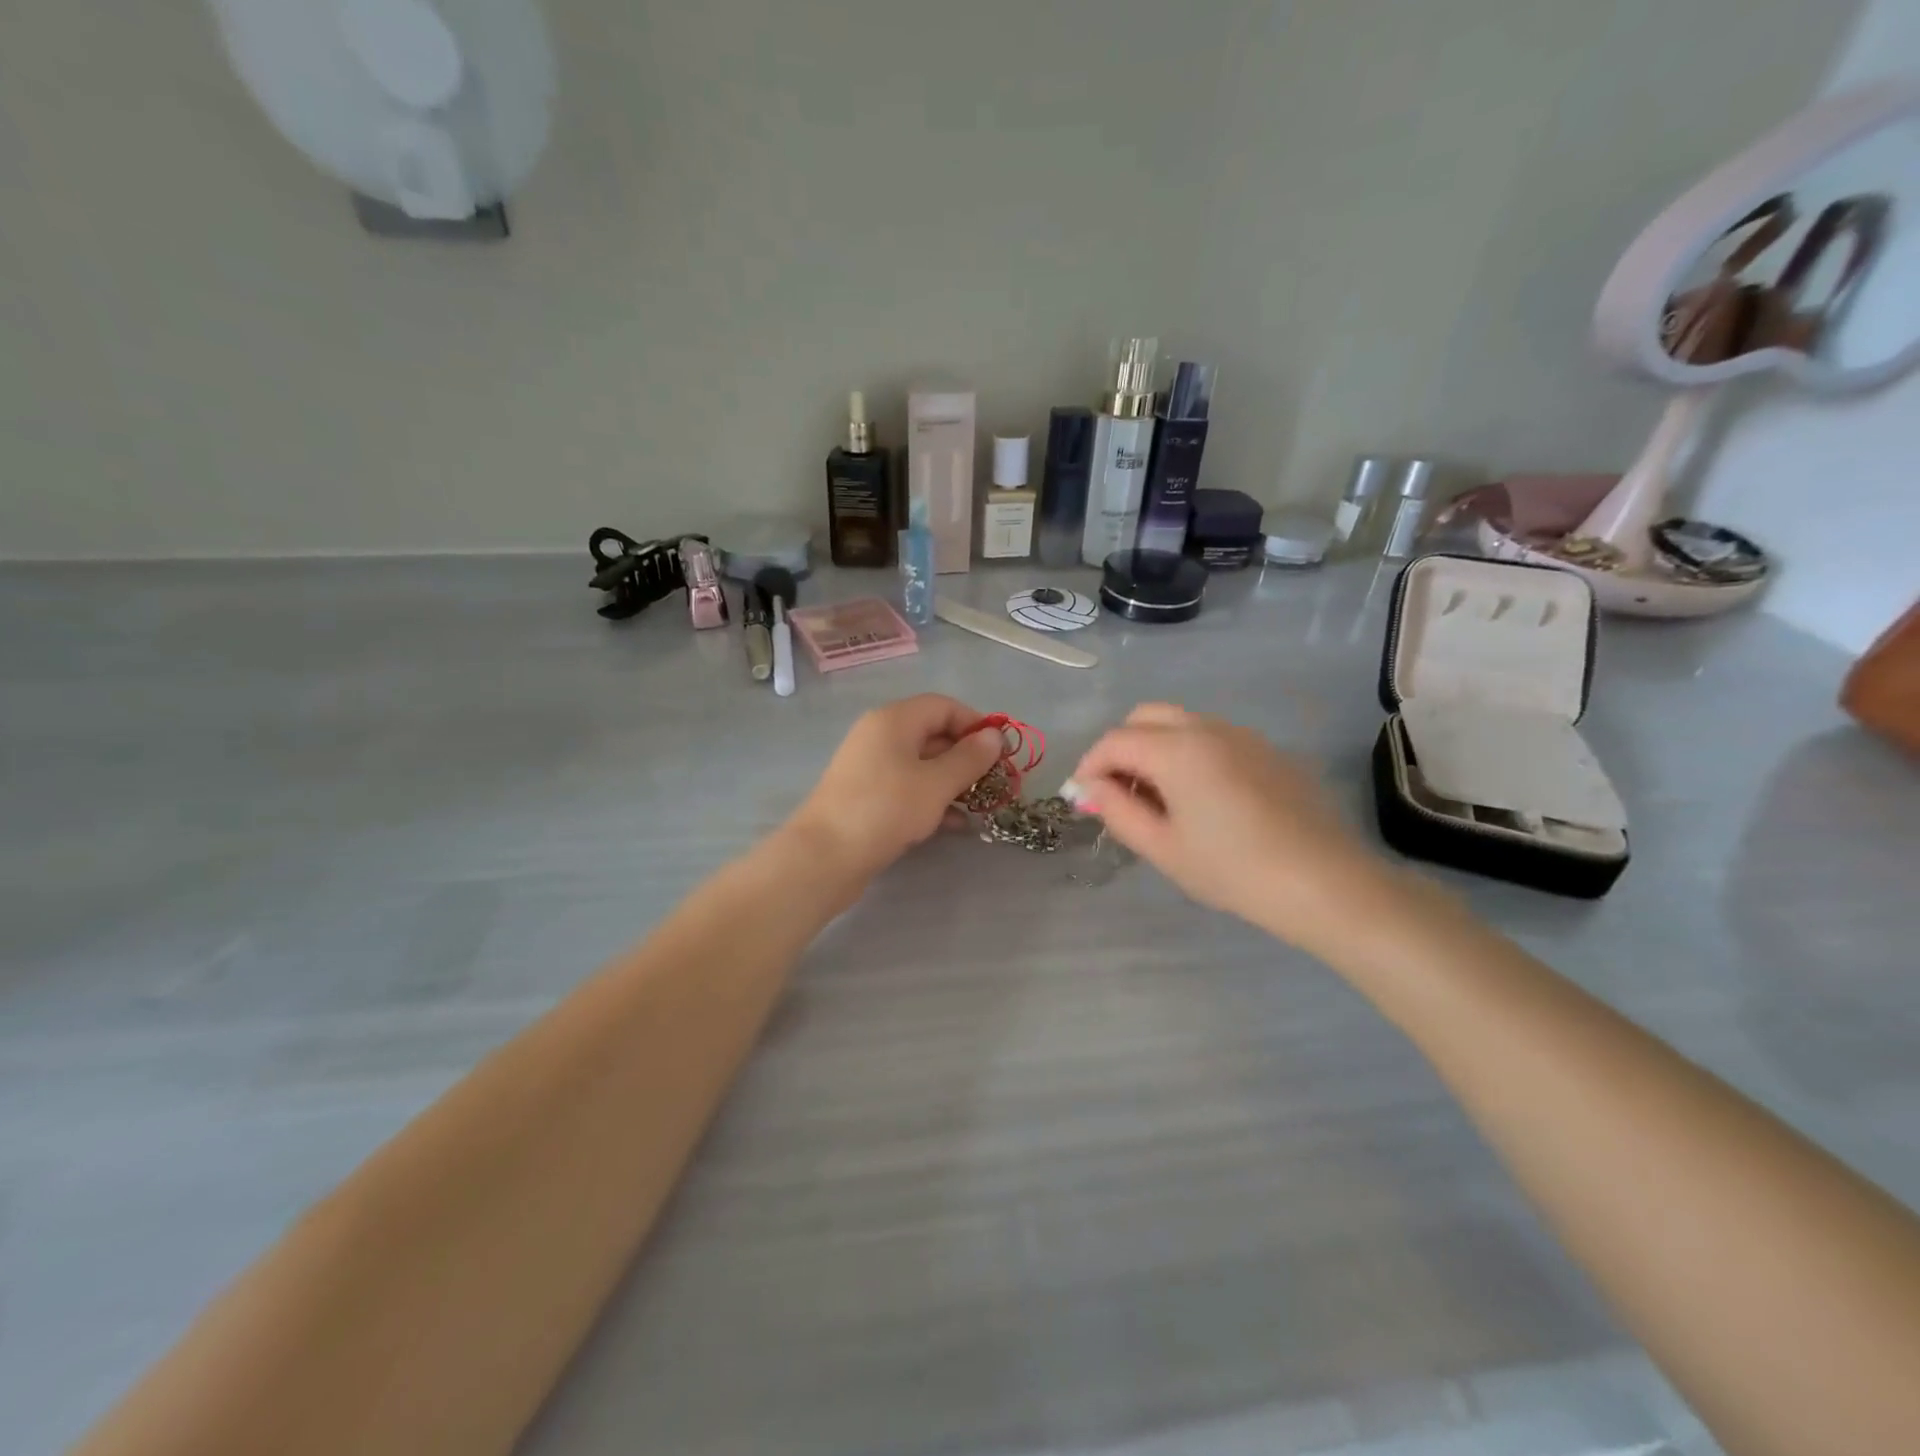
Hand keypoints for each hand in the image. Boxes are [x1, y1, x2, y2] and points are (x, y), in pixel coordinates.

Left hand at [789, 695, 1005, 879]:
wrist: (824, 857)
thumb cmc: (885, 810)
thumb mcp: (936, 783)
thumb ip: (969, 758)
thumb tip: (994, 735)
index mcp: (894, 720)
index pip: (943, 706)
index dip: (975, 724)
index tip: (1000, 752)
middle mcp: (880, 736)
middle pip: (933, 734)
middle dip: (967, 757)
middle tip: (995, 783)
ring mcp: (870, 767)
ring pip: (922, 765)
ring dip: (953, 782)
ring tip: (980, 806)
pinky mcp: (866, 796)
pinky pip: (907, 788)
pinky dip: (932, 800)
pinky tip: (955, 825)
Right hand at [1067, 703, 1404, 954]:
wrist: (1325, 883)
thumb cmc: (1234, 870)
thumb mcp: (1164, 848)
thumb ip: (1118, 811)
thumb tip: (1091, 788)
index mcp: (1176, 750)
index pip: (1115, 741)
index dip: (1090, 765)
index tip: (1083, 797)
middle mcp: (1207, 728)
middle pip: (1145, 716)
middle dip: (1121, 747)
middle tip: (1119, 791)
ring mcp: (1242, 734)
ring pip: (1180, 722)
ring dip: (1155, 747)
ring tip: (1158, 797)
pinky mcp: (1267, 750)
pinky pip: (1212, 736)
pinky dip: (1188, 752)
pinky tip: (1201, 797)